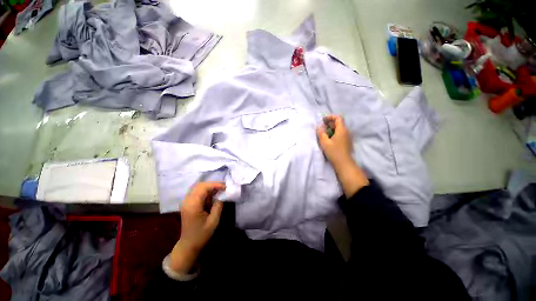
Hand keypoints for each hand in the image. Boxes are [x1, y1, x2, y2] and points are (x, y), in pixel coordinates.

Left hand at [169, 182, 224, 273]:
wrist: (188, 245)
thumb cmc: (202, 234)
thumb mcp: (214, 221)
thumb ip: (218, 206)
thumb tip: (223, 195)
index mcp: (193, 205)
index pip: (204, 187)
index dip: (215, 185)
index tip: (226, 187)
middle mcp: (187, 200)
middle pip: (200, 185)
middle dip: (213, 184)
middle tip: (223, 188)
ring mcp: (186, 201)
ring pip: (198, 187)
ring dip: (209, 187)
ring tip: (219, 190)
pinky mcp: (187, 203)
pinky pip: (197, 192)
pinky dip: (205, 191)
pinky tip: (212, 195)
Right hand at [316, 115, 353, 168]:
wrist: (344, 163)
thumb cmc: (334, 152)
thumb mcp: (325, 143)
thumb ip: (321, 133)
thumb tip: (318, 126)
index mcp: (342, 130)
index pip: (338, 118)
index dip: (330, 117)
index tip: (323, 120)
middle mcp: (346, 131)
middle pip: (338, 123)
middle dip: (329, 123)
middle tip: (321, 127)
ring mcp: (347, 136)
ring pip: (339, 128)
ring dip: (331, 128)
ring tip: (323, 133)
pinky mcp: (346, 141)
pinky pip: (340, 133)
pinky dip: (334, 133)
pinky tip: (328, 138)